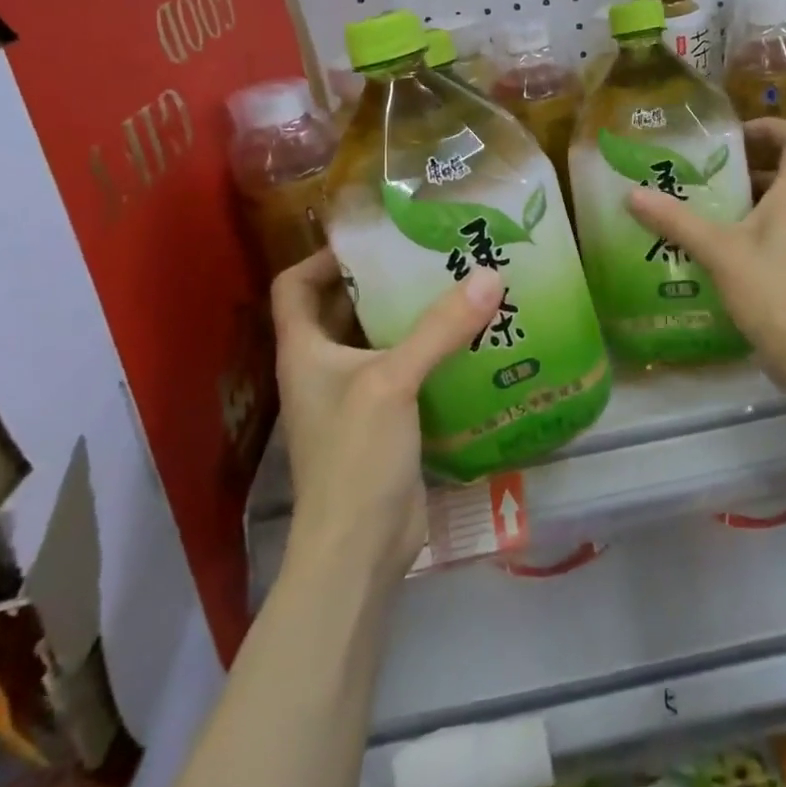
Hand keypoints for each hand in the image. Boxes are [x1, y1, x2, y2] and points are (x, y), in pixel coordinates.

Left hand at [270, 250, 506, 580]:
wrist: (359, 547)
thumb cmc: (355, 456)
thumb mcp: (393, 382)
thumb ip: (440, 328)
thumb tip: (489, 275)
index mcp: (305, 351)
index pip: (295, 286)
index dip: (324, 257)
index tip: (373, 238)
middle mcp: (325, 369)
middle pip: (346, 310)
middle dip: (384, 282)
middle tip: (434, 256)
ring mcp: (356, 399)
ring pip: (382, 343)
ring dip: (415, 319)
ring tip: (461, 289)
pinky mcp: (387, 424)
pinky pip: (409, 375)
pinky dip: (433, 356)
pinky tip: (473, 344)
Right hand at [625, 118, 785, 384]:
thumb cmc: (769, 290)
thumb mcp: (719, 251)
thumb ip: (677, 222)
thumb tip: (633, 194)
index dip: (774, 126)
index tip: (737, 133)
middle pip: (782, 172)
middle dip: (744, 163)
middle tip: (704, 167)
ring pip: (768, 205)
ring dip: (738, 198)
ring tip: (696, 202)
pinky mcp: (785, 268)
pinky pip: (761, 234)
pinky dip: (736, 229)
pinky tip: (705, 244)